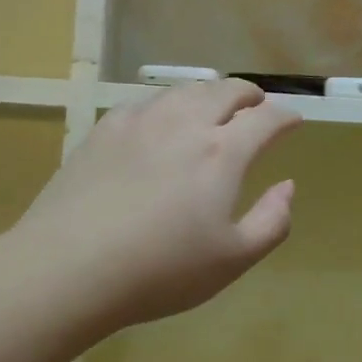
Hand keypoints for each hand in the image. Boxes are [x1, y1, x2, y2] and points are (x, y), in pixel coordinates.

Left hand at [14, 79, 302, 329]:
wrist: (68, 266)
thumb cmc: (160, 271)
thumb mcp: (231, 260)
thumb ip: (271, 221)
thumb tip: (287, 186)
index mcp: (222, 152)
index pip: (265, 118)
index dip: (285, 116)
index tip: (293, 121)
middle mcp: (185, 123)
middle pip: (226, 91)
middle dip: (249, 95)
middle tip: (256, 106)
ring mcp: (141, 120)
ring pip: (186, 90)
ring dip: (210, 94)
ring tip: (214, 107)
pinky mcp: (105, 128)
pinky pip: (147, 102)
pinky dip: (168, 105)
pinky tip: (161, 120)